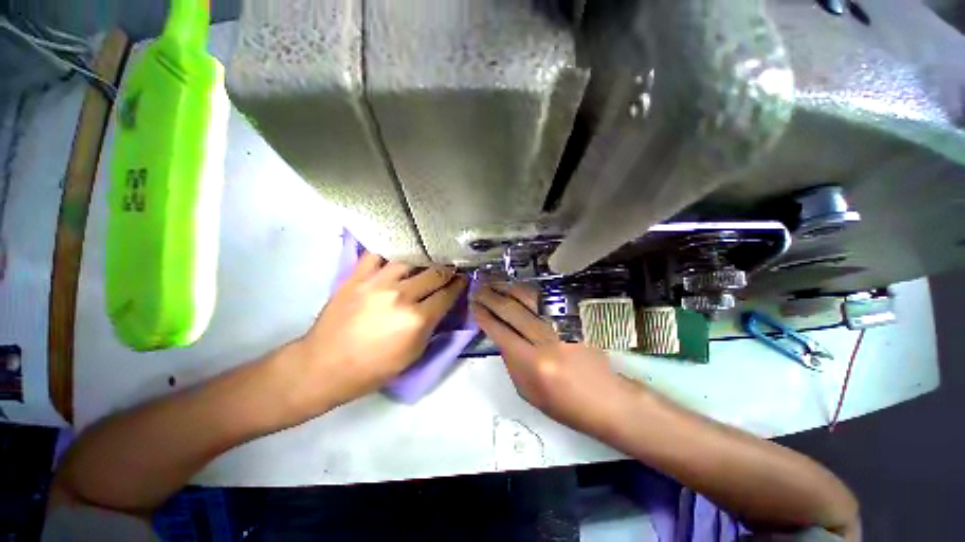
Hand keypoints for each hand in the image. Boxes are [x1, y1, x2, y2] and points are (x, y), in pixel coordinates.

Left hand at [294, 252, 466, 410]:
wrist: (324, 366)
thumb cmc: (373, 368)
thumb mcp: (413, 355)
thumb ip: (432, 327)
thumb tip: (442, 306)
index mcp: (417, 319)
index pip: (448, 294)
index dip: (459, 286)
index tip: (463, 280)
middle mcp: (401, 296)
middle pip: (435, 273)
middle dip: (448, 271)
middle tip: (451, 270)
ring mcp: (377, 283)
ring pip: (410, 260)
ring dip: (423, 261)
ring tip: (426, 262)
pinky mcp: (357, 277)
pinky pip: (376, 255)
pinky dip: (389, 254)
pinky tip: (395, 257)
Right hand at [470, 284, 642, 437]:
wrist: (607, 400)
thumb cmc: (564, 404)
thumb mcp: (527, 392)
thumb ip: (511, 362)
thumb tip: (501, 336)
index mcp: (532, 364)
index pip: (500, 331)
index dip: (484, 316)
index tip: (474, 306)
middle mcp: (546, 340)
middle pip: (512, 310)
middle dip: (491, 297)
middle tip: (478, 289)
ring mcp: (563, 326)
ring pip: (529, 299)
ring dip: (508, 288)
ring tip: (493, 282)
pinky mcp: (574, 320)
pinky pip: (546, 300)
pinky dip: (528, 292)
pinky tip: (517, 288)